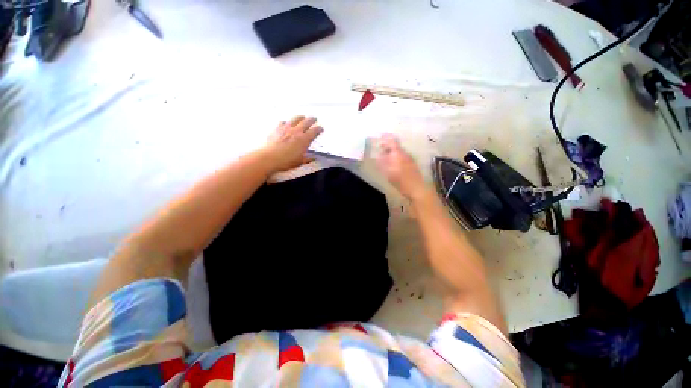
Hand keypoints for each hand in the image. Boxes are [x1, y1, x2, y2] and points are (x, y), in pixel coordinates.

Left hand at [263, 116, 323, 172]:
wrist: (270, 158)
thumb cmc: (285, 161)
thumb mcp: (300, 162)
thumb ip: (307, 159)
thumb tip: (312, 158)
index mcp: (304, 140)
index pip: (314, 132)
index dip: (319, 129)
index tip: (321, 128)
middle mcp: (296, 132)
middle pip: (306, 122)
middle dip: (311, 119)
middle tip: (314, 118)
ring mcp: (286, 129)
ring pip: (295, 119)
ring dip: (300, 117)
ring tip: (302, 116)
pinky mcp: (277, 129)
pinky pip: (283, 122)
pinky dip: (286, 122)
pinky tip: (286, 123)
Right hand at [375, 134, 428, 200]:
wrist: (417, 188)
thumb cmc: (401, 181)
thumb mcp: (388, 173)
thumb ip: (382, 163)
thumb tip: (377, 155)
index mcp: (398, 154)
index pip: (392, 142)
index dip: (386, 139)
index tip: (380, 138)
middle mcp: (405, 154)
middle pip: (396, 146)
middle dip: (387, 147)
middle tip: (380, 150)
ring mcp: (410, 159)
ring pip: (399, 152)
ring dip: (392, 153)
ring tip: (385, 158)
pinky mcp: (412, 165)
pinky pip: (402, 157)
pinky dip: (396, 158)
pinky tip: (393, 164)